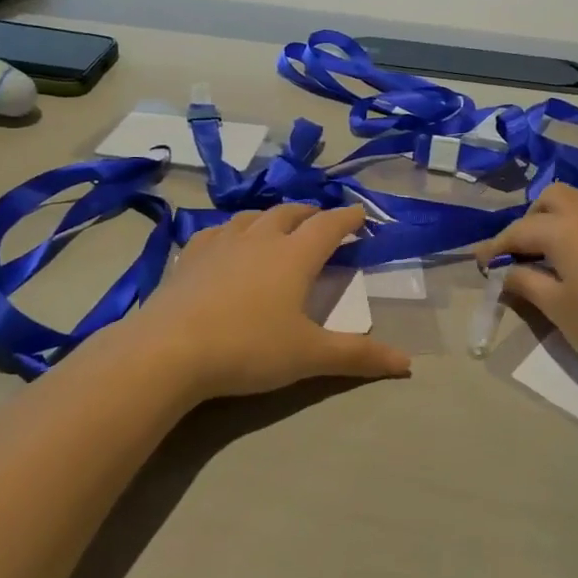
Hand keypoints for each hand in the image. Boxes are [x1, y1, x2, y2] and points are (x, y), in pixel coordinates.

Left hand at [130, 204, 411, 401]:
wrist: (170, 350)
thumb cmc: (249, 348)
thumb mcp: (309, 356)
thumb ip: (358, 357)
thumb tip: (408, 364)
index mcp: (294, 256)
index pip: (329, 226)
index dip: (348, 218)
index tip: (361, 213)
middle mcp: (260, 239)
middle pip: (290, 213)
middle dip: (310, 213)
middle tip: (321, 221)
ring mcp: (221, 243)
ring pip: (252, 217)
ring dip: (271, 217)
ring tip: (277, 226)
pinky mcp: (190, 255)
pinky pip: (216, 231)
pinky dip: (232, 231)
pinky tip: (226, 242)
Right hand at [474, 184, 577, 383]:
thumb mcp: (557, 308)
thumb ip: (526, 283)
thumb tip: (507, 272)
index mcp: (563, 227)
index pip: (519, 231)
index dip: (496, 246)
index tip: (481, 261)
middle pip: (552, 197)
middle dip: (532, 219)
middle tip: (525, 251)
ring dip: (564, 214)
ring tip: (561, 247)